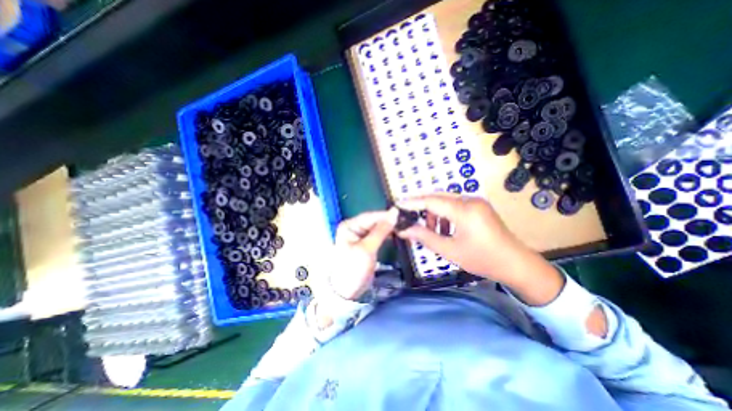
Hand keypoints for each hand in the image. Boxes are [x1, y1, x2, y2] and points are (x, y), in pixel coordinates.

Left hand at [328, 211, 397, 299]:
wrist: (347, 291)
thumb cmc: (353, 268)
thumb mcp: (367, 248)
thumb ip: (381, 230)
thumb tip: (394, 213)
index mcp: (349, 226)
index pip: (370, 216)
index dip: (385, 215)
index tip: (401, 214)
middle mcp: (354, 227)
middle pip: (374, 221)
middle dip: (388, 221)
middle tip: (406, 221)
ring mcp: (360, 236)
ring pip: (377, 228)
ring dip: (389, 228)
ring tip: (404, 227)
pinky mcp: (366, 244)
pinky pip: (378, 235)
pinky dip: (386, 235)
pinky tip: (396, 234)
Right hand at [398, 192, 562, 305]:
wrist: (517, 265)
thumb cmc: (483, 259)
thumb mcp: (450, 250)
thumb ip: (425, 237)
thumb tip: (404, 230)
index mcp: (464, 210)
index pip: (431, 201)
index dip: (412, 202)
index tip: (397, 205)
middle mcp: (470, 200)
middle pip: (437, 197)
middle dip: (421, 208)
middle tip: (409, 219)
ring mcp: (476, 202)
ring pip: (445, 201)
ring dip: (434, 213)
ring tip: (432, 231)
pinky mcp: (478, 206)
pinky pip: (455, 205)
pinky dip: (445, 215)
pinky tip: (446, 230)